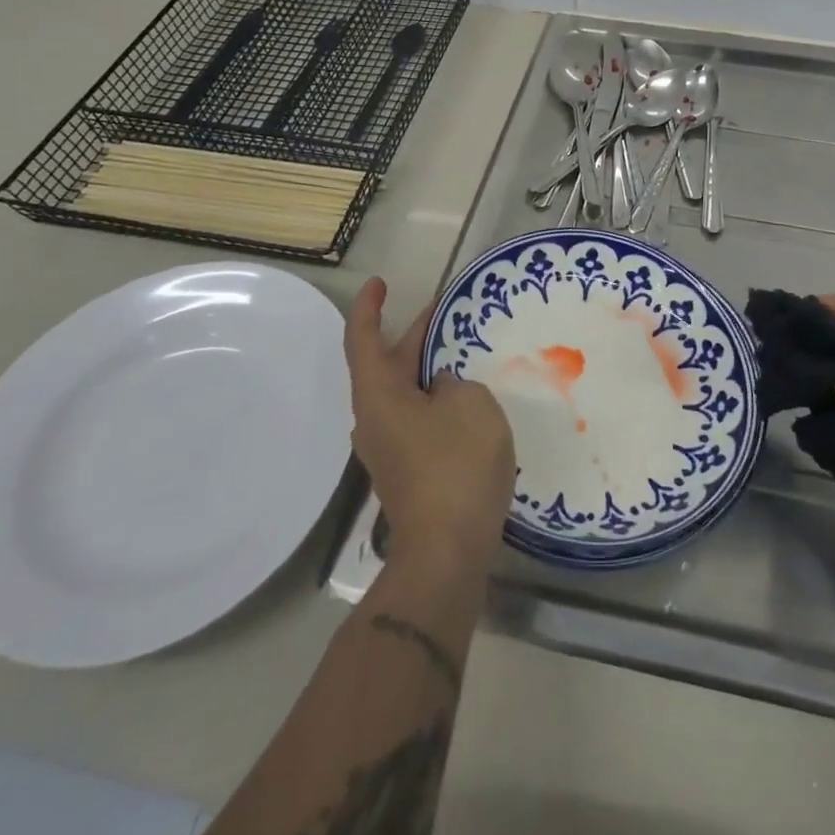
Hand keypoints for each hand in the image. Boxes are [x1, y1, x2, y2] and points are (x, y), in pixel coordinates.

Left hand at [345, 277, 514, 565]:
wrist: (447, 551)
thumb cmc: (456, 465)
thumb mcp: (470, 404)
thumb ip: (455, 382)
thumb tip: (443, 388)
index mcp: (379, 396)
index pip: (364, 340)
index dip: (369, 308)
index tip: (379, 283)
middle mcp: (374, 419)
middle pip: (386, 365)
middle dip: (413, 335)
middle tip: (445, 311)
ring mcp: (389, 448)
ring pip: (404, 392)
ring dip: (427, 367)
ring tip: (462, 349)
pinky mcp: (408, 469)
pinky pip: (417, 417)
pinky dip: (435, 397)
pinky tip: (467, 397)